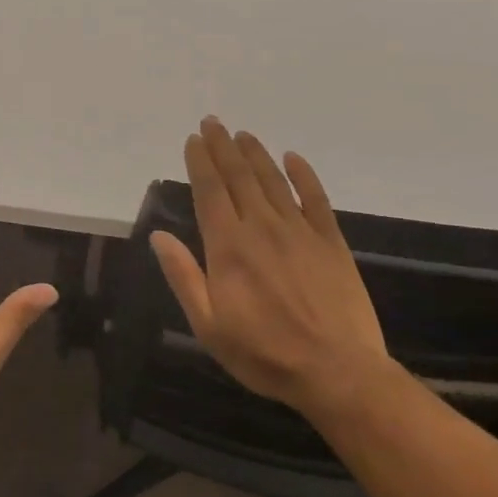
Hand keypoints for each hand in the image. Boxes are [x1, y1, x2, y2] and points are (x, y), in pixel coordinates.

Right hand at [150, 118, 390, 418]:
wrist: (339, 374)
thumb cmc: (265, 353)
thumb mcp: (208, 325)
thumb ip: (183, 276)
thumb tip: (158, 236)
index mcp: (228, 245)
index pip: (210, 190)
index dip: (200, 161)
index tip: (193, 139)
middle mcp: (261, 227)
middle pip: (238, 176)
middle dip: (222, 146)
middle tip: (213, 122)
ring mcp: (299, 232)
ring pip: (272, 181)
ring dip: (255, 154)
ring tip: (242, 134)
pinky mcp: (331, 242)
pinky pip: (316, 199)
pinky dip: (304, 175)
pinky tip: (293, 158)